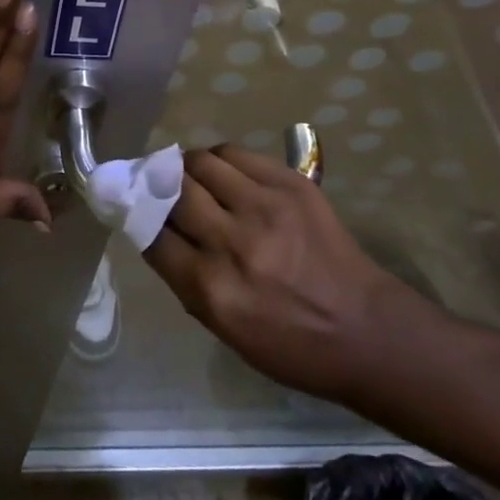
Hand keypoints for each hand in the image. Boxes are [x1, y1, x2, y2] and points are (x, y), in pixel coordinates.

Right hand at [143, 145, 437, 407]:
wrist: (365, 329)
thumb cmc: (291, 345)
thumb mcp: (225, 329)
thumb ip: (186, 279)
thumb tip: (156, 232)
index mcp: (213, 290)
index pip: (153, 235)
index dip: (138, 216)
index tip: (134, 208)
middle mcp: (234, 242)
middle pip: (173, 190)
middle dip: (159, 187)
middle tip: (159, 187)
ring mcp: (265, 207)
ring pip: (201, 162)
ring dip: (187, 168)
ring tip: (192, 177)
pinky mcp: (291, 184)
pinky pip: (236, 154)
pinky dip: (220, 160)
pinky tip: (223, 173)